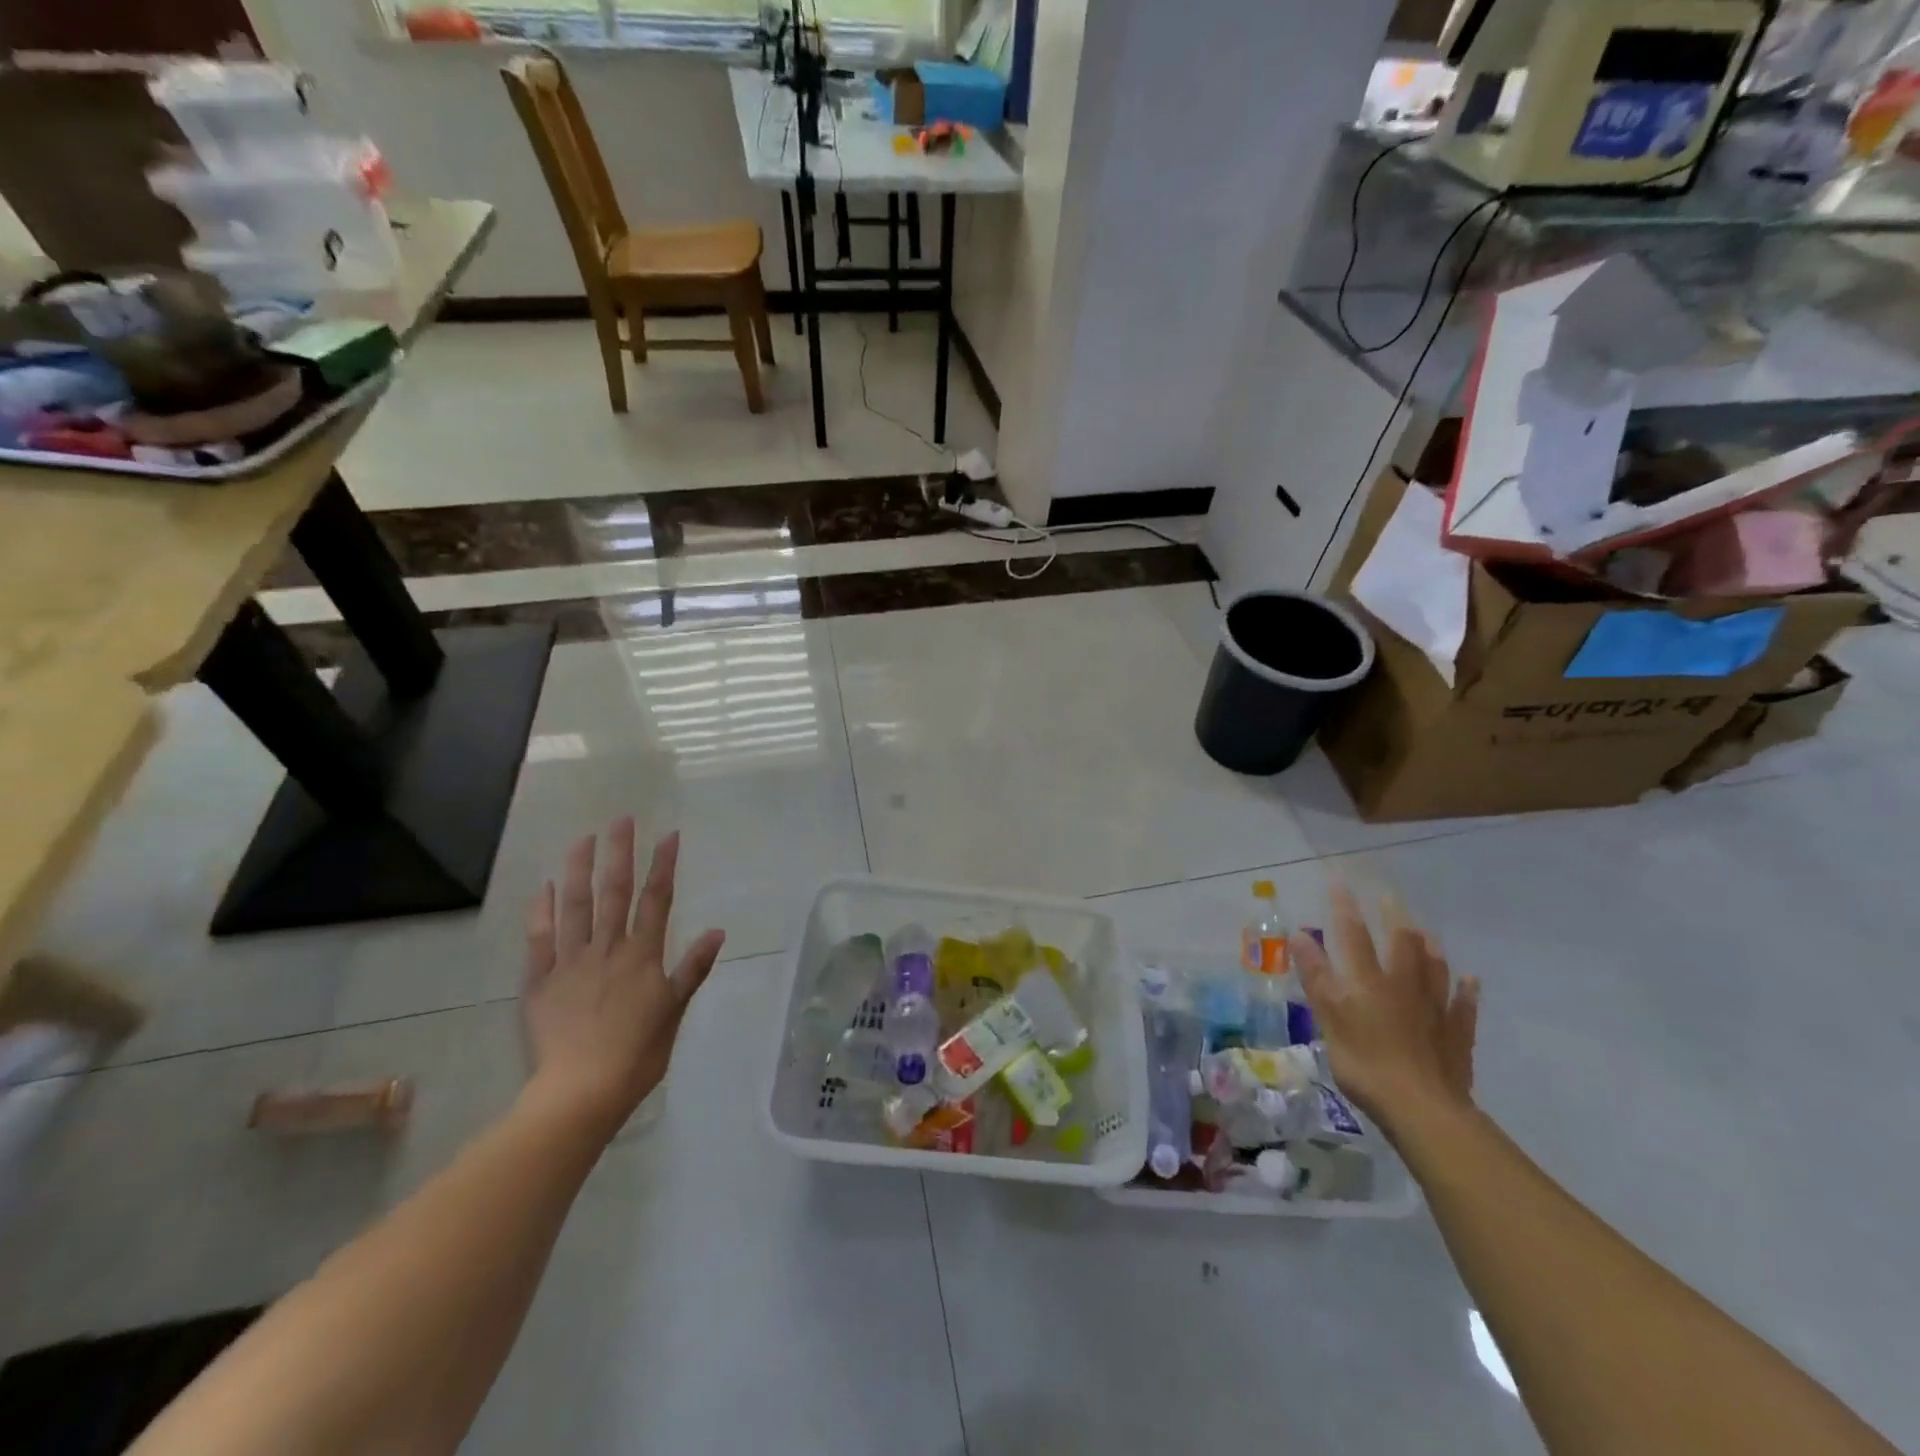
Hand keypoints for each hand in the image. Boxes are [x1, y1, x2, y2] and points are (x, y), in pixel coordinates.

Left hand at [522, 818, 725, 1134]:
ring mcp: (570, 963)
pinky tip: (542, 887)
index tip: (669, 835)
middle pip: (614, 893)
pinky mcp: (540, 982)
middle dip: (620, 853)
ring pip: (575, 907)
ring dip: (579, 870)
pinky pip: (539, 941)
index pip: (656, 900)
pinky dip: (540, 912)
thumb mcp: (675, 1011)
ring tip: (583, 839)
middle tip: (621, 820)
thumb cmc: (639, 1053)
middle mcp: (607, 949)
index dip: (663, 866)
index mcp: (642, 956)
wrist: (582, 1090)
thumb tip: (718, 931)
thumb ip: (692, 969)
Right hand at [1292, 881, 1478, 1130]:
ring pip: (1434, 969)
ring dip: (1429, 948)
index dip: (1344, 906)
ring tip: (1427, 931)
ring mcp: (1434, 1010)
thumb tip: (1300, 935)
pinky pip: (1462, 1007)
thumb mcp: (1328, 1018)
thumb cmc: (1364, 1062)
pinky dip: (1465, 991)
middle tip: (1388, 896)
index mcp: (1368, 981)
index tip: (1339, 880)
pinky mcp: (1455, 1036)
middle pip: (1400, 944)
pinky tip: (1470, 980)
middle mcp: (1403, 986)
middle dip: (1392, 917)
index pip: (1353, 934)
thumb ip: (1316, 976)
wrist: (1422, 1108)